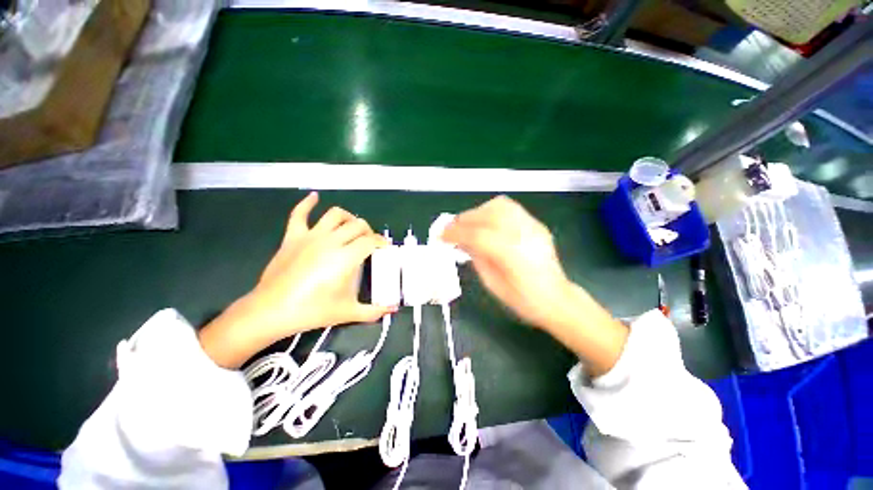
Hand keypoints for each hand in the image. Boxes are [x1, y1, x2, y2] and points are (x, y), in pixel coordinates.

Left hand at [199, 192, 393, 367]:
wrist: (271, 311)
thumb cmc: (312, 311)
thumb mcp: (347, 312)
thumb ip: (373, 311)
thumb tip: (392, 310)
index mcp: (346, 257)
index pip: (370, 242)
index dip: (381, 242)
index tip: (385, 247)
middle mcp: (331, 241)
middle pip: (357, 225)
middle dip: (368, 231)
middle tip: (370, 241)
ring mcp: (311, 236)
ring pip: (335, 215)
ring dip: (348, 217)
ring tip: (351, 226)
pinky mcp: (293, 237)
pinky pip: (299, 214)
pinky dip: (307, 203)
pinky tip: (315, 197)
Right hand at [443, 196, 627, 376]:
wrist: (557, 299)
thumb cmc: (523, 300)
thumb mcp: (492, 283)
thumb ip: (475, 258)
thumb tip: (461, 241)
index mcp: (512, 254)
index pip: (477, 235)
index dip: (455, 233)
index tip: (441, 236)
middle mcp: (523, 234)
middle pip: (487, 215)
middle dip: (464, 220)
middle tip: (450, 229)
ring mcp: (532, 226)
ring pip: (499, 205)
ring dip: (477, 212)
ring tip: (467, 224)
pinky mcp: (535, 224)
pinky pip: (510, 208)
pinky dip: (492, 211)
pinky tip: (485, 223)